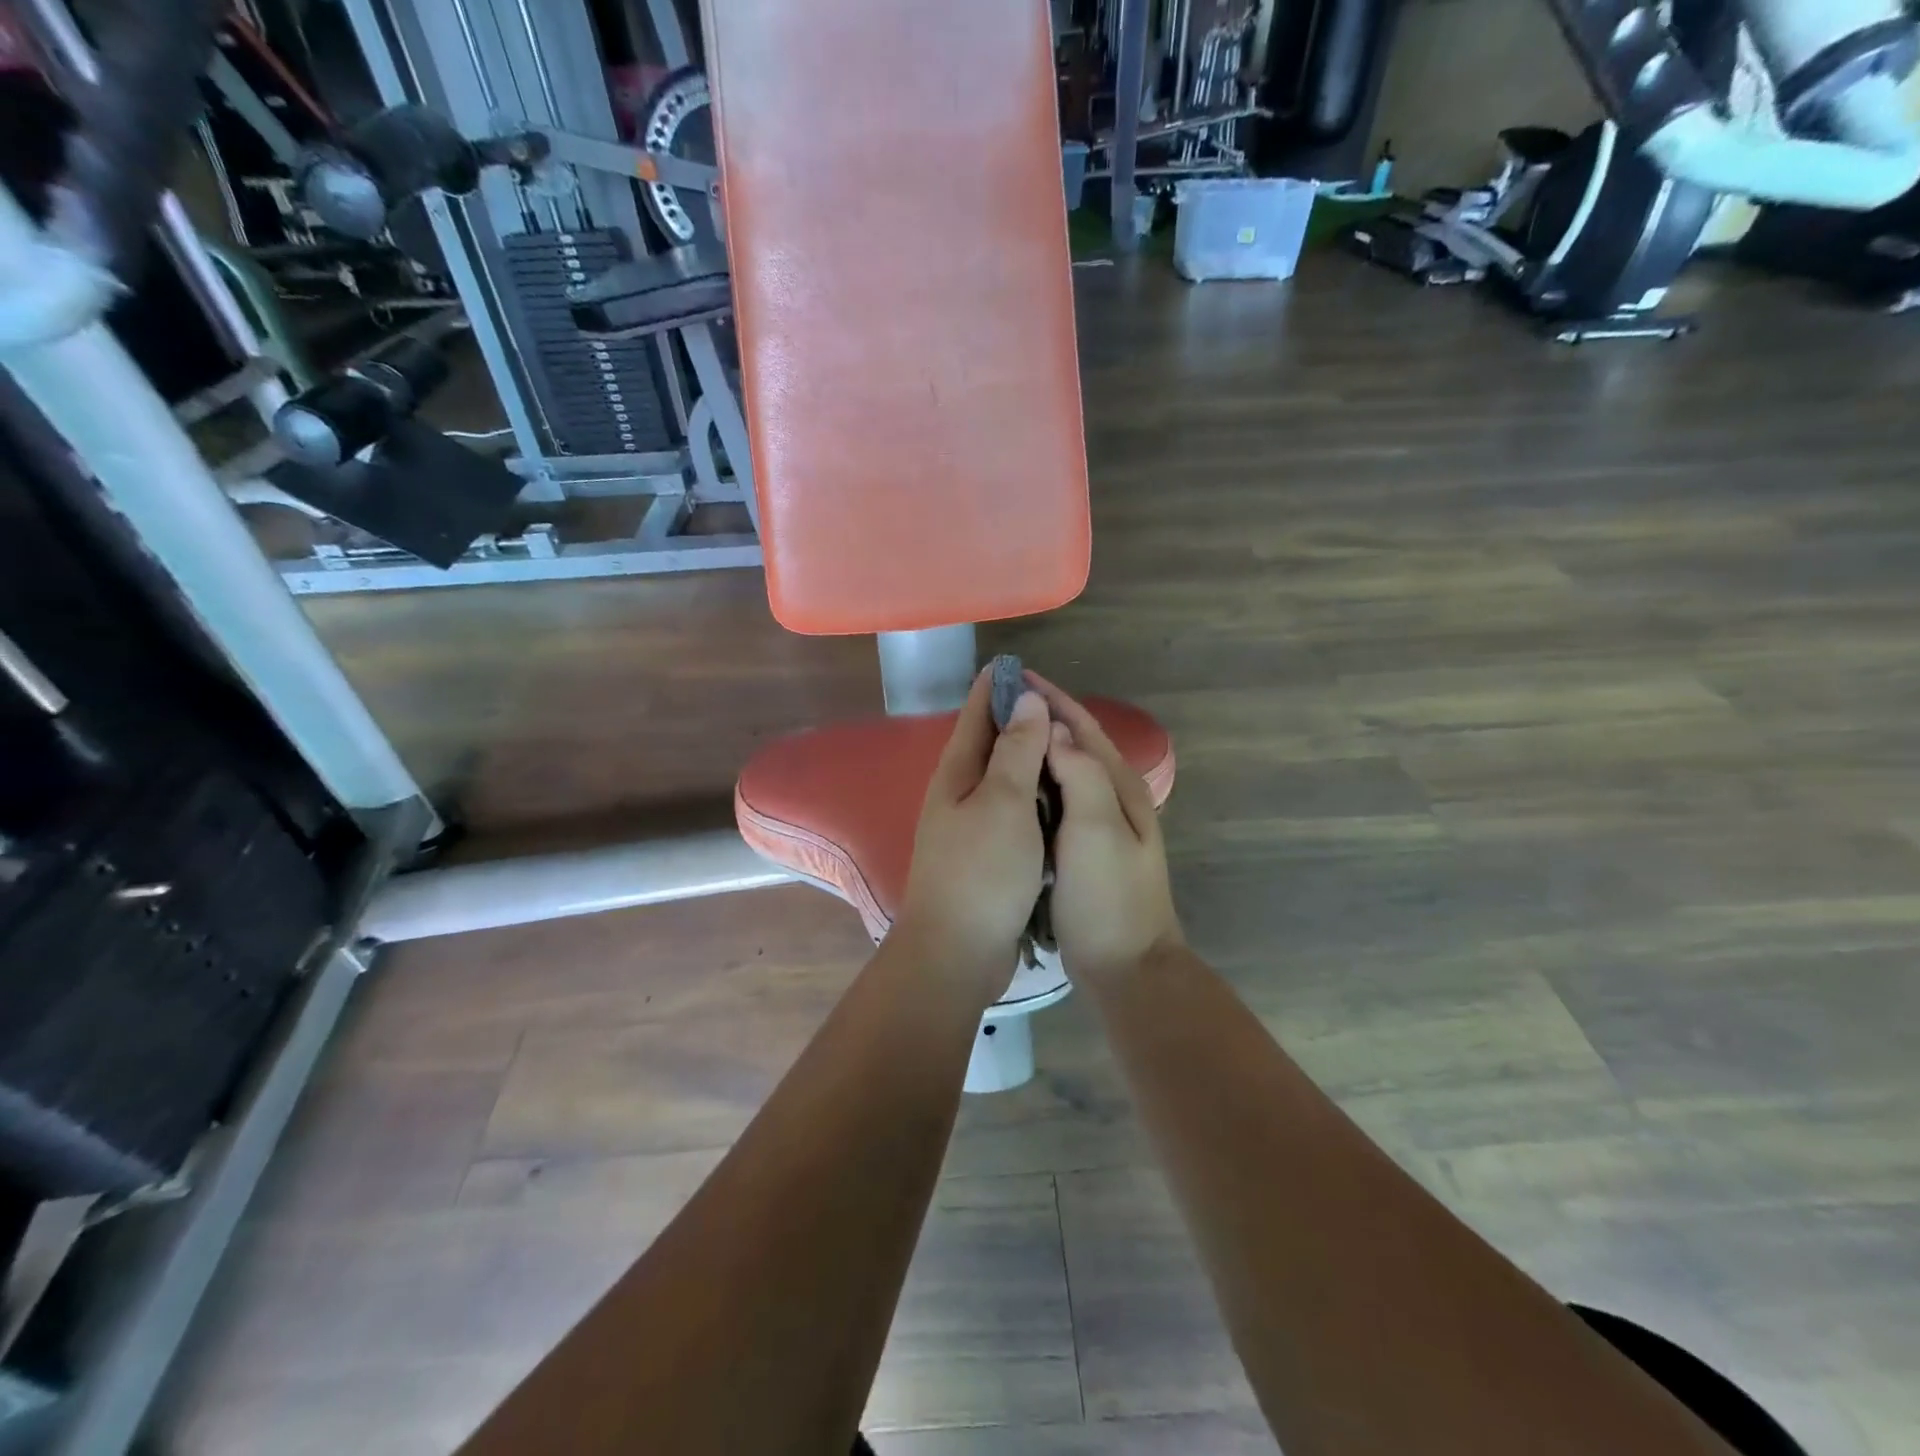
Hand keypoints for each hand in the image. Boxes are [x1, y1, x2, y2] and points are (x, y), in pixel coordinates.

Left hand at [896, 668, 1052, 998]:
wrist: (957, 951)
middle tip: (1058, 701)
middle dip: (1018, 718)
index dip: (997, 685)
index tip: (1021, 663)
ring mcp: (971, 825)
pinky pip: (1014, 810)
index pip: (976, 712)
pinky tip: (1058, 796)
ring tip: (1064, 742)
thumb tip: (1026, 699)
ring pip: (1004, 777)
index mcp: (958, 772)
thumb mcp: (1003, 802)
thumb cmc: (981, 871)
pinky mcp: (988, 854)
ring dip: (1029, 757)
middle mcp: (960, 792)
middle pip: (990, 742)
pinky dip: (1034, 795)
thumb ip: (1016, 750)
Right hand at [1026, 674, 1182, 981]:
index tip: (1017, 678)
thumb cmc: (1110, 897)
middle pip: (1075, 745)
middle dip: (1042, 718)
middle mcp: (1113, 799)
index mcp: (1119, 788)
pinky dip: (1035, 784)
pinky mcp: (1084, 851)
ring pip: (1065, 773)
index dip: (1053, 700)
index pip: (1084, 728)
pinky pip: (1057, 802)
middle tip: (999, 704)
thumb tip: (1056, 732)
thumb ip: (1081, 774)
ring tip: (999, 736)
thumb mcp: (1097, 830)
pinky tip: (1011, 788)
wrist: (1127, 968)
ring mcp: (1101, 827)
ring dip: (1037, 749)